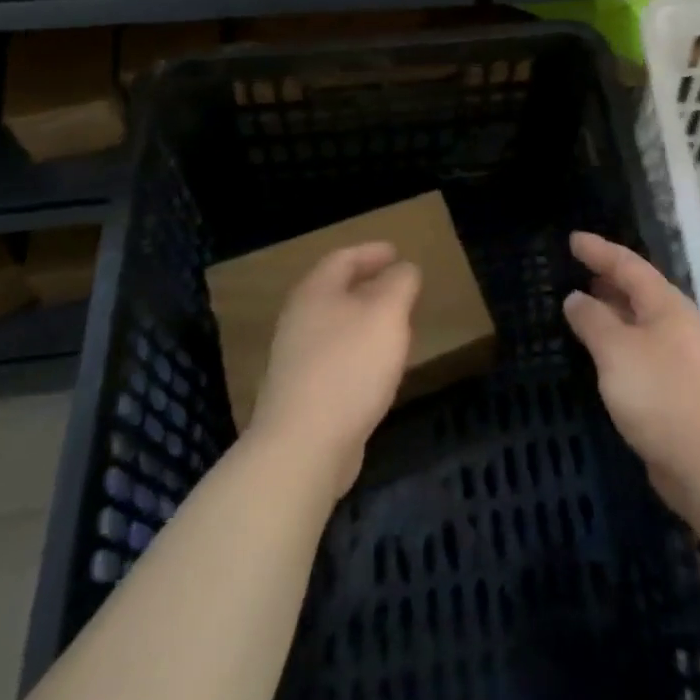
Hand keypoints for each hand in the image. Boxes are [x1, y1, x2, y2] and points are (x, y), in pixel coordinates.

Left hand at [250, 242, 420, 497]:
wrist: (302, 447)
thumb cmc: (349, 366)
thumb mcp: (387, 313)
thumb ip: (400, 283)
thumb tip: (403, 270)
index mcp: (316, 293)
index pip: (343, 258)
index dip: (371, 252)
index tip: (397, 253)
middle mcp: (299, 320)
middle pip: (335, 292)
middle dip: (368, 286)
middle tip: (399, 287)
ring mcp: (295, 360)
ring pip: (335, 327)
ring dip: (364, 321)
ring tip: (394, 326)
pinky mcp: (301, 395)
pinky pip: (335, 359)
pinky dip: (358, 353)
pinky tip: (377, 369)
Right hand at [561, 232, 699, 520]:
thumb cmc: (660, 395)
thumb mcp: (616, 351)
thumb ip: (592, 320)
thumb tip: (575, 297)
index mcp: (666, 304)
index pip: (628, 264)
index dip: (599, 250)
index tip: (573, 239)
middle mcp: (675, 323)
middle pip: (637, 289)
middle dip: (607, 276)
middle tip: (576, 268)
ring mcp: (677, 355)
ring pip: (637, 319)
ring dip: (610, 309)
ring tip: (581, 303)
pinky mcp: (673, 385)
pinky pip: (637, 347)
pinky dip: (615, 339)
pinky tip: (599, 351)